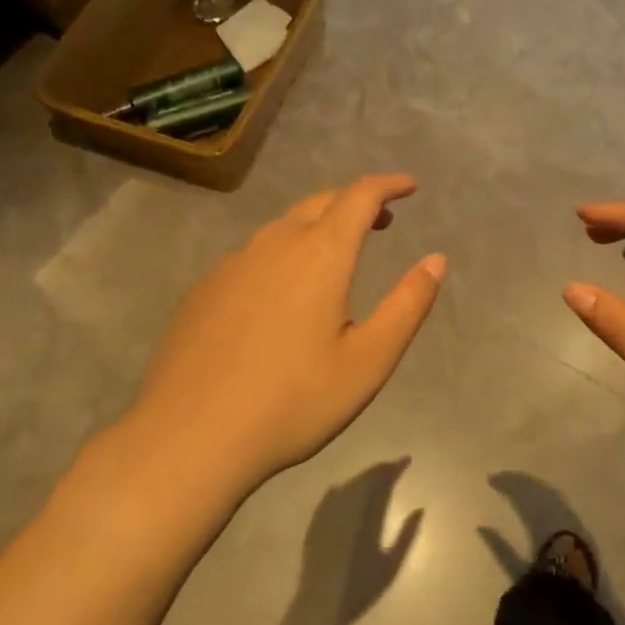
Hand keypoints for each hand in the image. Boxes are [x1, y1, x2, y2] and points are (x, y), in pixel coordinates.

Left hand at [124, 175, 444, 501]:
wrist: (188, 438)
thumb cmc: (292, 401)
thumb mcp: (368, 360)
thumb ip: (407, 304)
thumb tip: (436, 260)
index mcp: (320, 254)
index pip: (360, 196)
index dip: (388, 185)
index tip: (409, 187)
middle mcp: (275, 244)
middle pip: (321, 202)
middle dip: (355, 202)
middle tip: (381, 220)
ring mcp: (233, 263)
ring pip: (284, 225)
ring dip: (318, 225)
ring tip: (336, 253)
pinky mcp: (205, 288)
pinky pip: (255, 253)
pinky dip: (283, 251)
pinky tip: (281, 291)